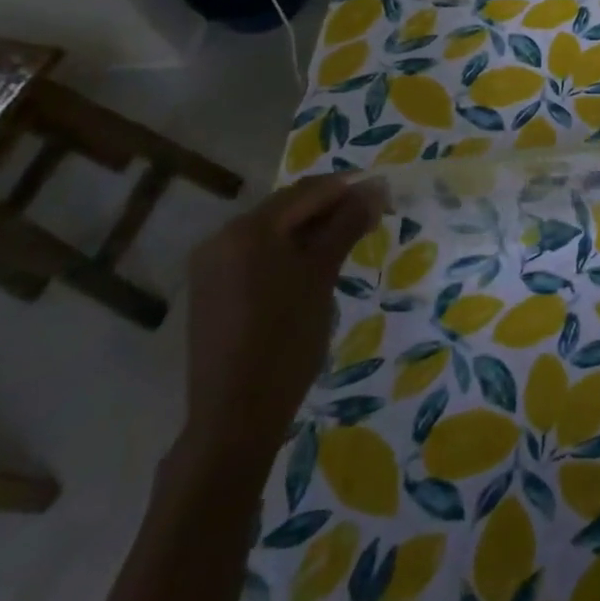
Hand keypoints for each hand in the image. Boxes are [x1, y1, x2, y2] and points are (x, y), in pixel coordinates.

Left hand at [179, 176, 384, 471]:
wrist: (236, 414)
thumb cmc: (287, 338)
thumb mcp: (323, 275)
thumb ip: (348, 224)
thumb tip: (376, 186)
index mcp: (249, 228)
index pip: (309, 191)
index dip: (351, 189)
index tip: (387, 196)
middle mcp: (223, 236)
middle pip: (289, 207)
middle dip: (332, 209)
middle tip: (373, 220)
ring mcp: (212, 263)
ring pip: (274, 231)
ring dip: (313, 230)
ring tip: (350, 242)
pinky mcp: (212, 288)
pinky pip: (258, 254)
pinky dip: (289, 252)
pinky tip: (314, 268)